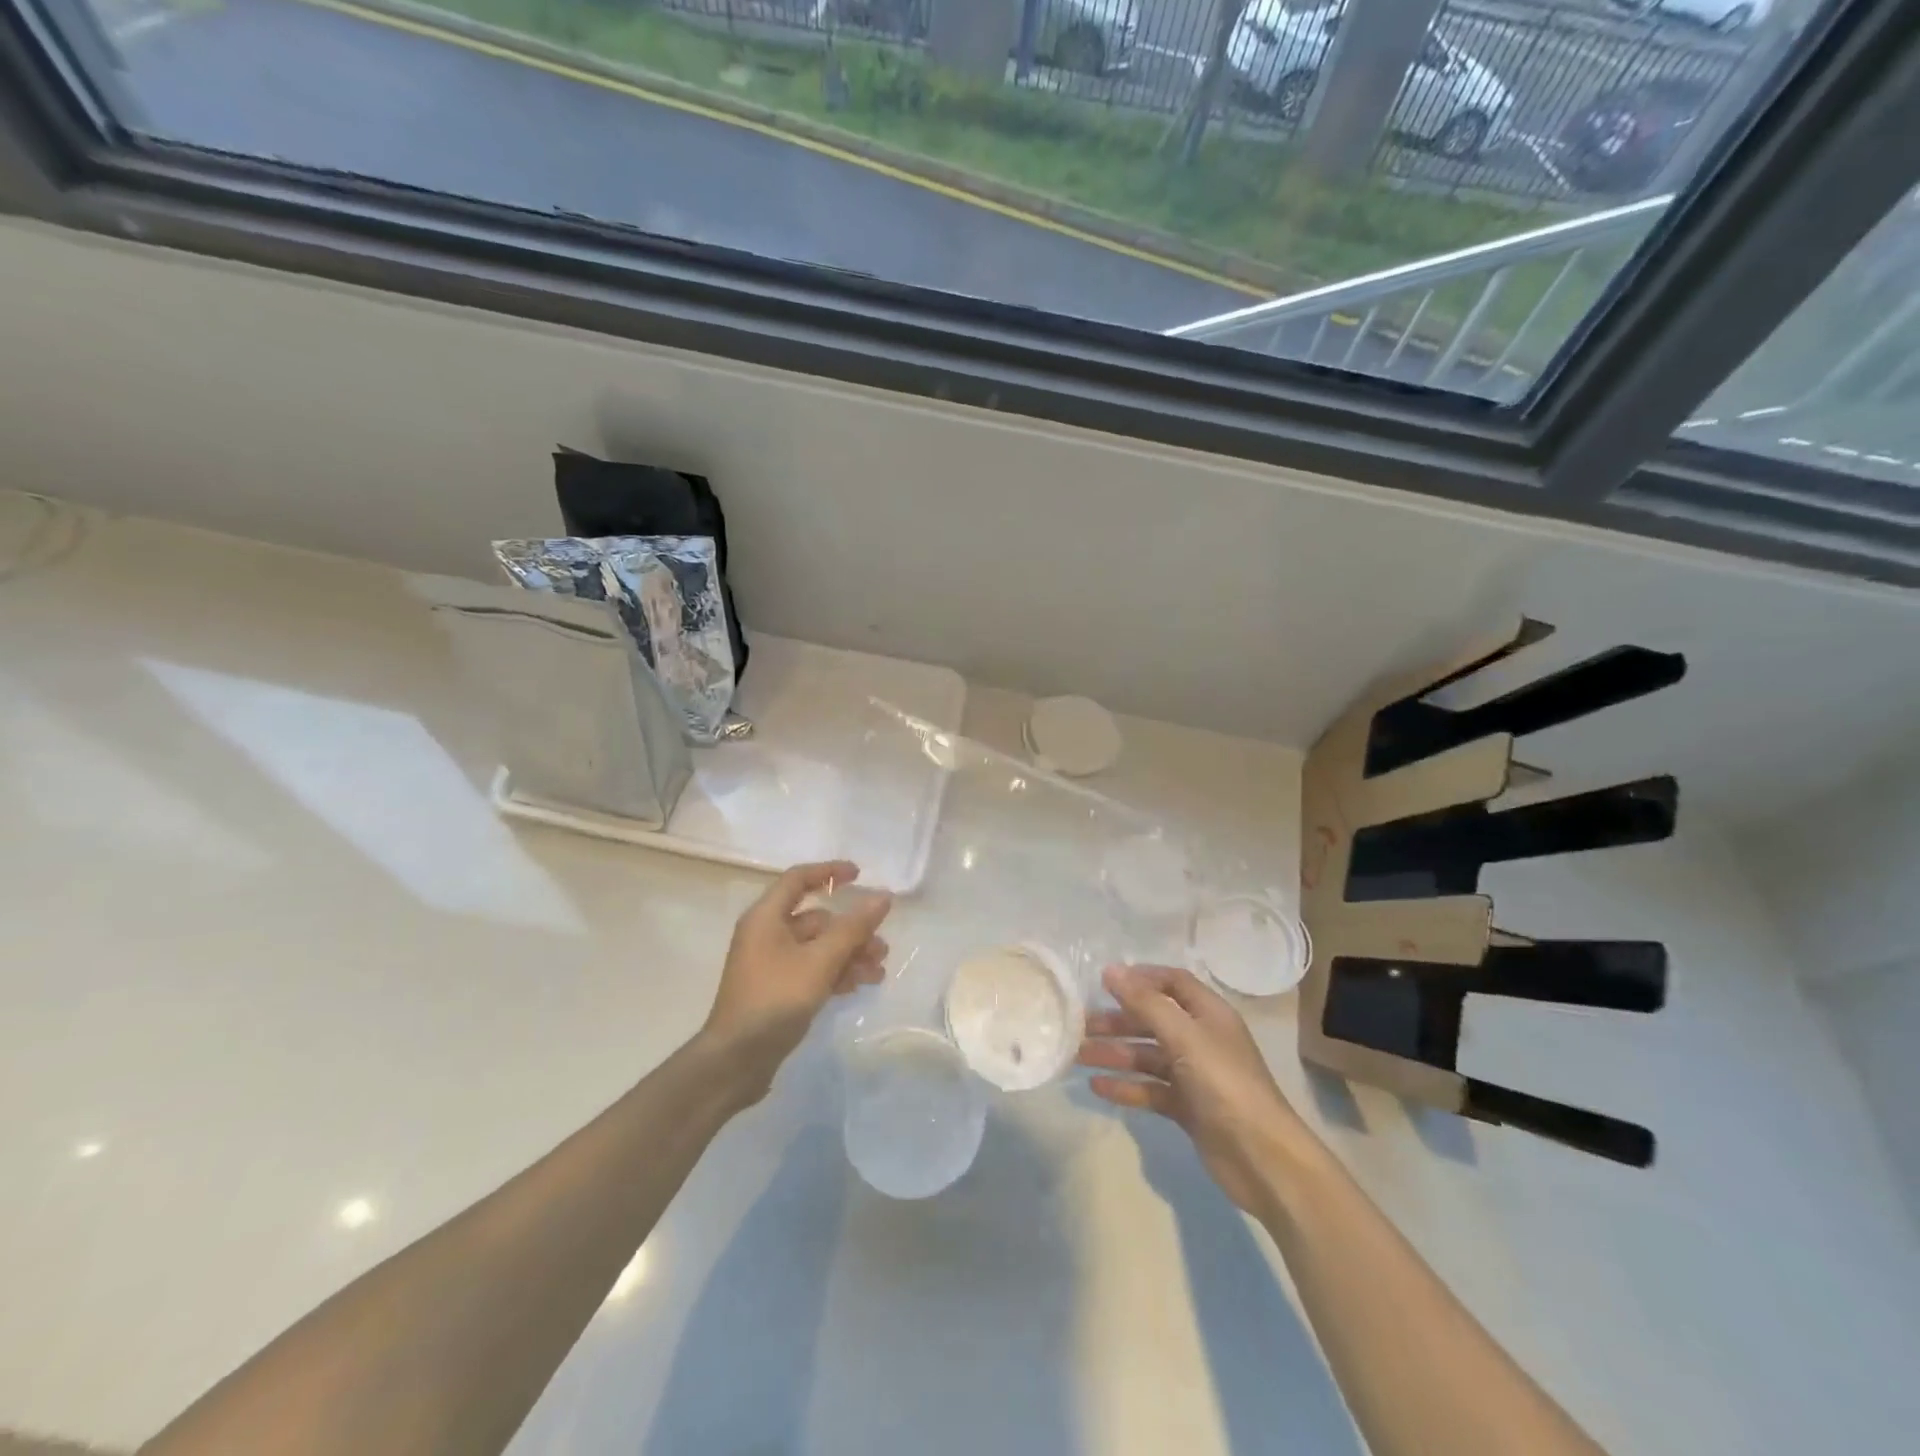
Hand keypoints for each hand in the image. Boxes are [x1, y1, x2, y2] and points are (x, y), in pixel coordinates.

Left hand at [703, 860, 892, 1102]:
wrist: (736, 1060)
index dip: (829, 872)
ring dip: (849, 954)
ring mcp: (771, 964)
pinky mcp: (777, 990)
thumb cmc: (775, 999)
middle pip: (816, 919)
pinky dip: (836, 973)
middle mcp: (766, 934)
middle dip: (851, 929)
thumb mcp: (820, 961)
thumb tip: (882, 897)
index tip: (860, 875)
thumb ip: (853, 928)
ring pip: (818, 947)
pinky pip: (812, 970)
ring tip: (878, 971)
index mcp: (766, 918)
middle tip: (882, 945)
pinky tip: (860, 985)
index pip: (798, 879)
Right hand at [1079, 964, 1309, 1215]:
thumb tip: (1110, 971)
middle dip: (1118, 1020)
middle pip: (1154, 1019)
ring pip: (1148, 1056)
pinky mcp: (1188, 1108)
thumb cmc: (1224, 1084)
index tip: (1104, 982)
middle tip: (1080, 1025)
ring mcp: (1194, 1075)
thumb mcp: (1184, 1036)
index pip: (1173, 982)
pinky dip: (1126, 1086)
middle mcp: (1201, 1039)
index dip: (1141, 978)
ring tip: (1078, 1056)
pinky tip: (1097, 1087)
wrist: (1262, 1159)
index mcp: (1209, 1014)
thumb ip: (1145, 1003)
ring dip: (1115, 1053)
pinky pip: (1150, 1089)